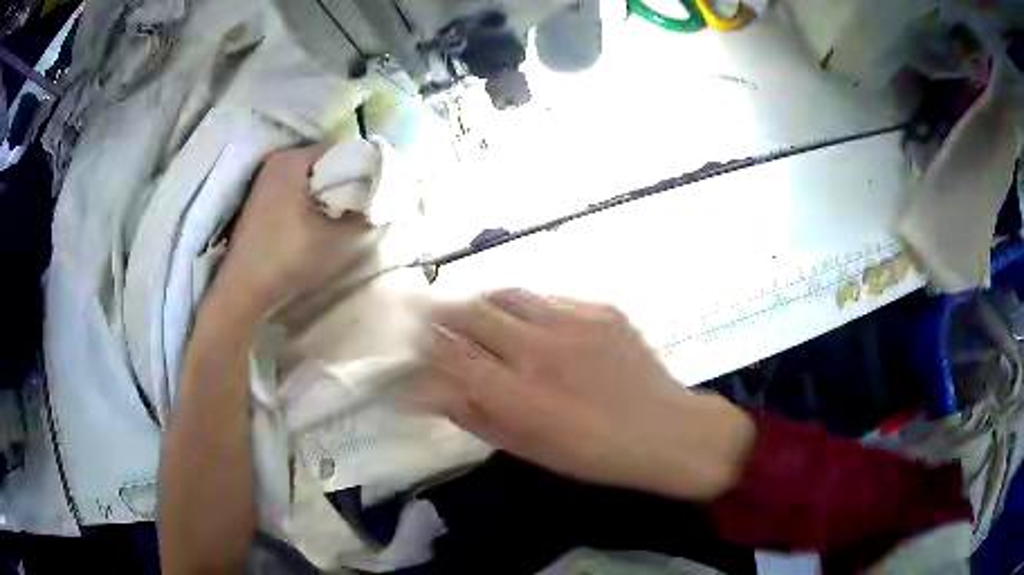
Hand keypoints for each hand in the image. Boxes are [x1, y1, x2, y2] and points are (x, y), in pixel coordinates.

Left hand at [210, 143, 369, 323]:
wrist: (243, 287)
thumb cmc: (287, 258)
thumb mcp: (336, 239)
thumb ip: (365, 215)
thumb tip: (380, 202)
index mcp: (293, 160)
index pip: (341, 150)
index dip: (363, 167)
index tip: (375, 191)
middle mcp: (277, 160)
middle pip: (324, 161)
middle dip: (345, 180)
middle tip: (362, 205)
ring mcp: (265, 178)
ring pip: (310, 175)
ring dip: (327, 191)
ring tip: (342, 214)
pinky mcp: (260, 196)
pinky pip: (295, 186)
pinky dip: (309, 197)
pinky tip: (316, 220)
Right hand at [412, 289, 754, 500]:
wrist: (666, 431)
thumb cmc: (593, 454)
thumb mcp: (526, 447)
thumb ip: (473, 415)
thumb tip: (428, 390)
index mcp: (518, 395)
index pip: (447, 355)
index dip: (419, 345)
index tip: (406, 342)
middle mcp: (540, 349)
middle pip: (469, 313)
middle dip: (437, 311)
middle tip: (425, 313)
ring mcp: (573, 322)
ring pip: (505, 295)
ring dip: (479, 302)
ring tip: (472, 312)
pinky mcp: (600, 309)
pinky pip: (546, 298)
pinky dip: (523, 308)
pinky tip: (528, 323)